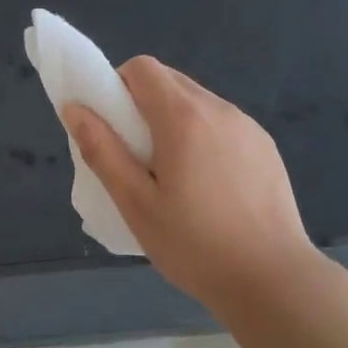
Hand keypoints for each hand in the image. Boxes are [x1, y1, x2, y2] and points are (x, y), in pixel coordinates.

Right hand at [64, 56, 322, 319]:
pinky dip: (203, 136)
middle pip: (170, 80)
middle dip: (142, 104)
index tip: (112, 127)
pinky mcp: (265, 147)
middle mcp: (219, 109)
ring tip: (172, 176)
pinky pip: (222, 124)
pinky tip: (207, 186)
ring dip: (173, 120)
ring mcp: (248, 126)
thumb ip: (102, 151)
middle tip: (136, 156)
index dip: (117, 86)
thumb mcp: (135, 203)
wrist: (273, 279)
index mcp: (183, 117)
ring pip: (197, 101)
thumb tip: (74, 108)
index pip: (142, 68)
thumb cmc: (194, 244)